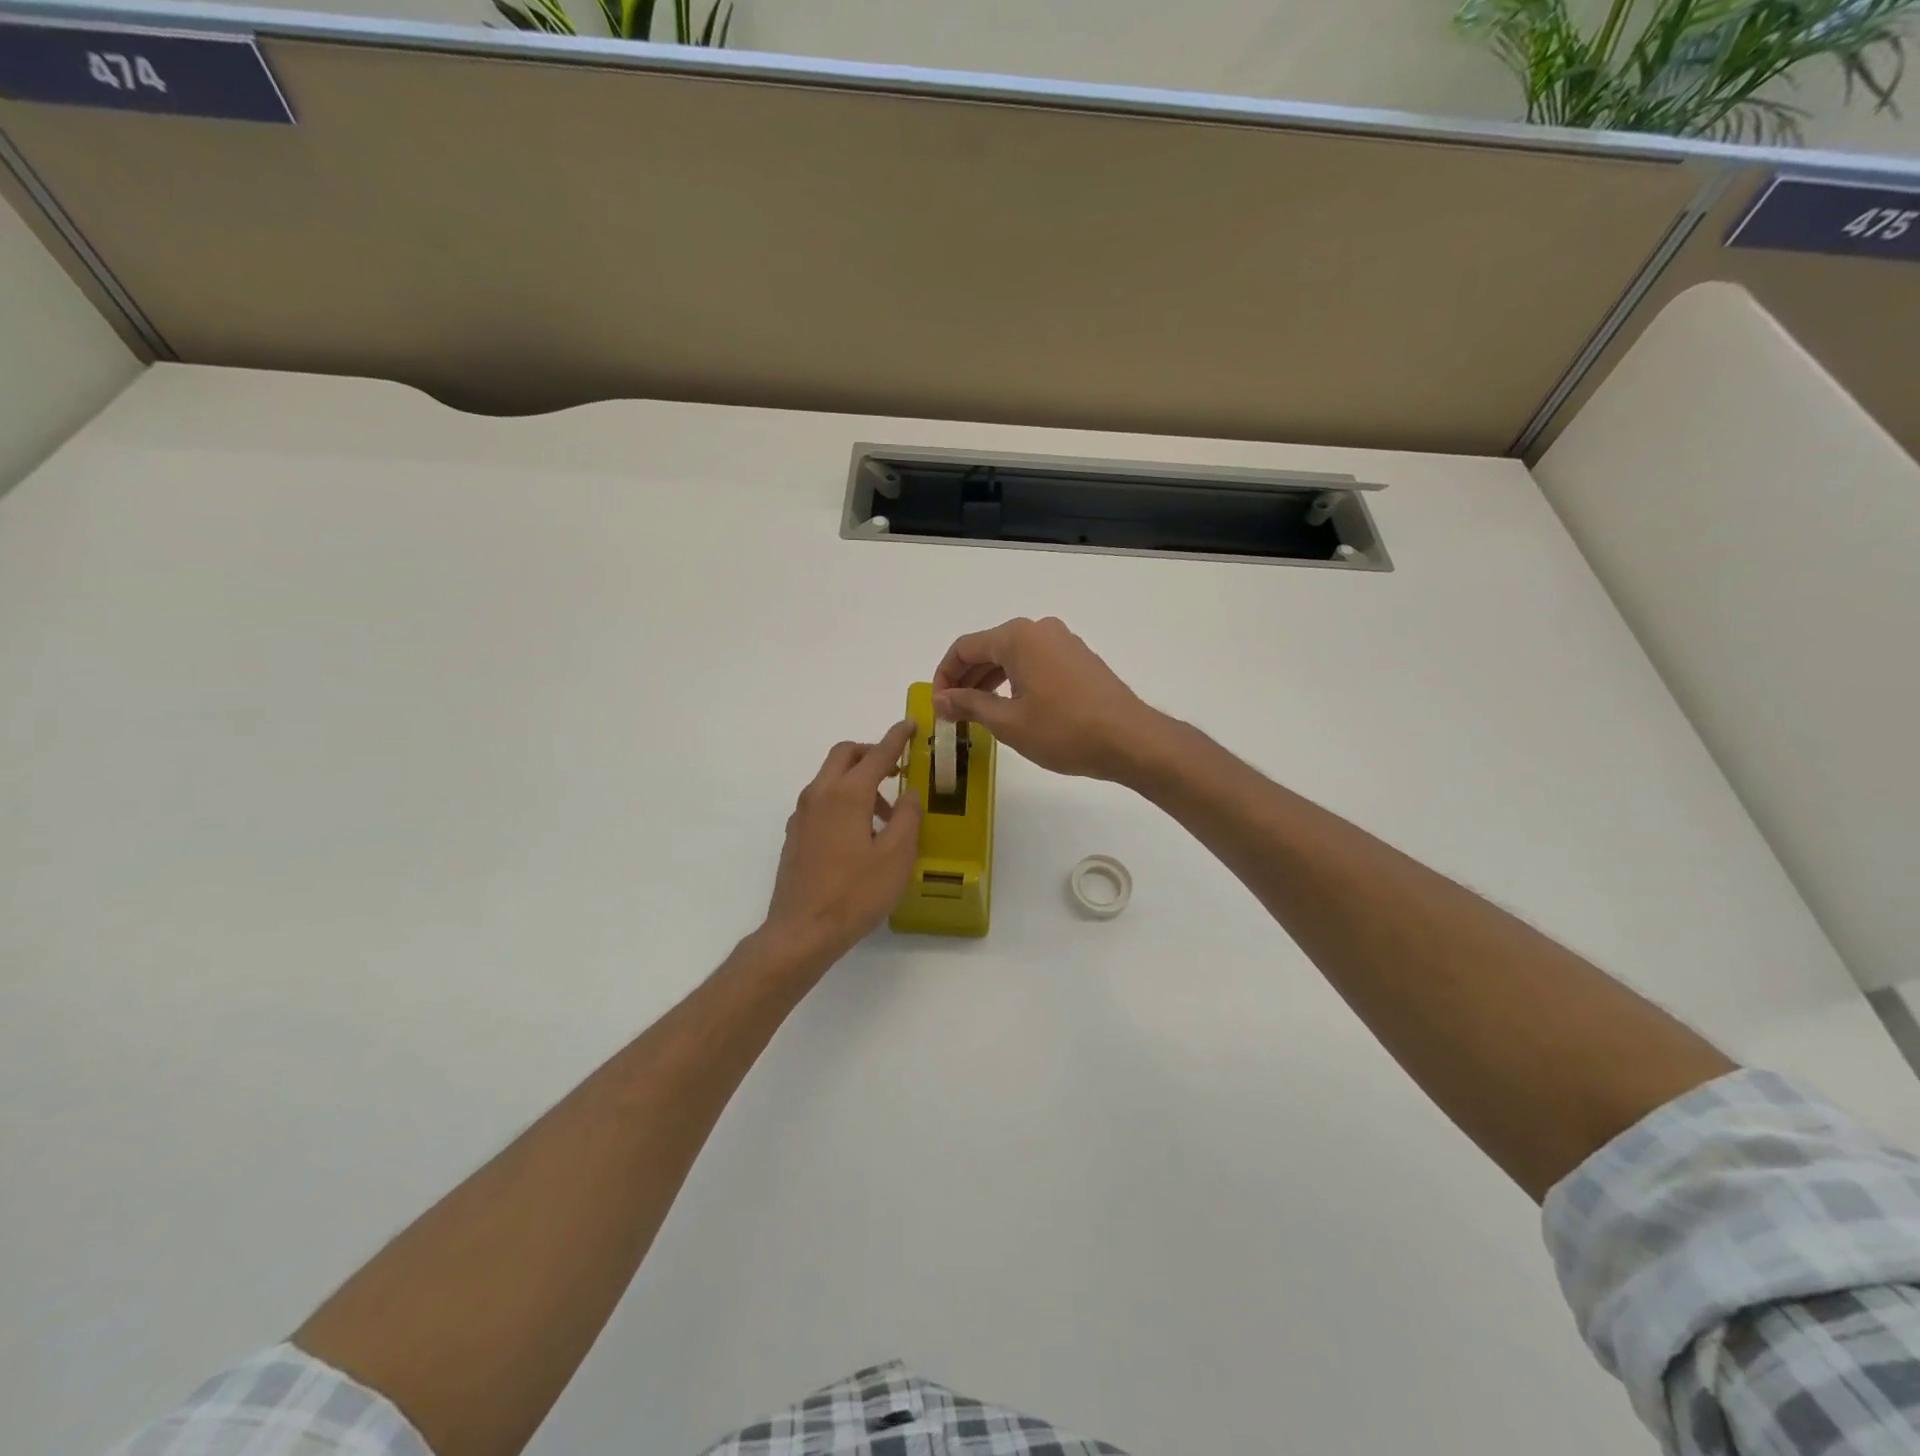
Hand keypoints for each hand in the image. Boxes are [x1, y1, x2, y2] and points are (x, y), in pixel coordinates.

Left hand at [761, 719, 922, 966]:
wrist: (802, 931)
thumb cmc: (855, 893)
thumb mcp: (896, 856)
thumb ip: (907, 817)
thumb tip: (908, 792)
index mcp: (847, 794)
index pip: (877, 754)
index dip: (896, 737)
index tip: (910, 725)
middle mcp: (820, 795)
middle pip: (844, 755)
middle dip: (871, 752)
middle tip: (896, 767)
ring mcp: (802, 815)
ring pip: (830, 778)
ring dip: (858, 780)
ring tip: (886, 814)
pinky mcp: (795, 835)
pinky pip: (821, 801)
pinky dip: (843, 799)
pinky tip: (859, 833)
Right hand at [932, 617, 1167, 782]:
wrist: (1129, 740)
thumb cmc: (1063, 730)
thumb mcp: (1008, 722)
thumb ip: (969, 705)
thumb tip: (941, 700)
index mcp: (1018, 637)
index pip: (965, 648)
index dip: (944, 676)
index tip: (937, 706)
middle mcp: (1040, 630)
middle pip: (989, 648)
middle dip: (965, 679)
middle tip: (952, 712)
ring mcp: (1063, 643)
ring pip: (1013, 657)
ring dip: (989, 682)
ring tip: (976, 713)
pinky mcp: (1079, 660)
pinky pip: (1035, 663)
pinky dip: (1015, 682)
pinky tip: (1010, 708)